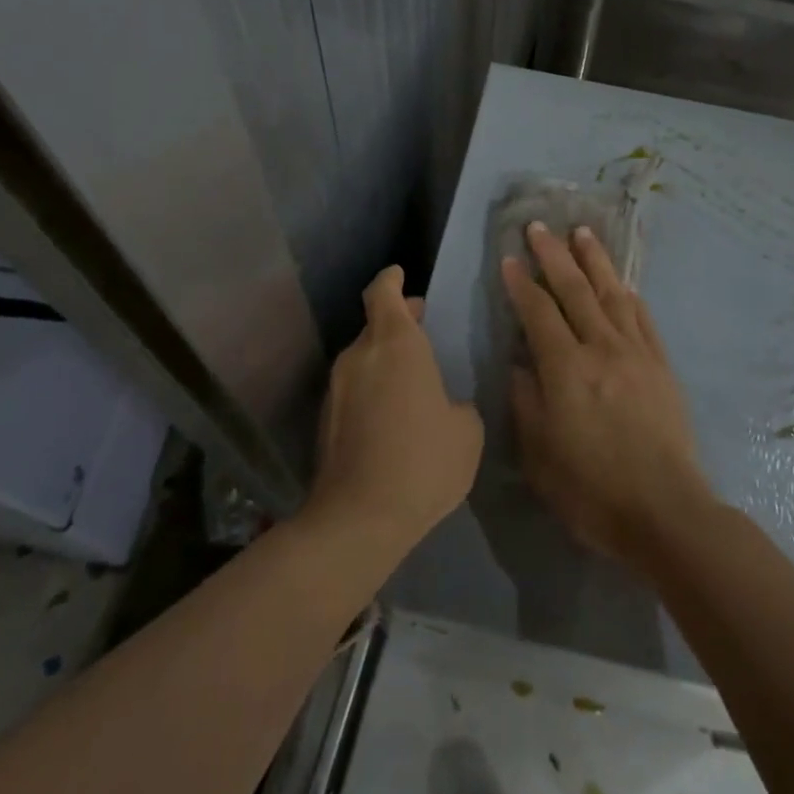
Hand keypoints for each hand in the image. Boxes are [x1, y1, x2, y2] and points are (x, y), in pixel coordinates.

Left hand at [308, 266, 482, 558]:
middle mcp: (360, 356)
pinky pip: (354, 387)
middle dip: (397, 323)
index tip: (400, 275)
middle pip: (375, 325)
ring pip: (363, 358)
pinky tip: (393, 415)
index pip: (383, 292)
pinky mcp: (326, 419)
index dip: (391, 280)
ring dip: (385, 359)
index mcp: (395, 344)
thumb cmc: (423, 461)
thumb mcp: (466, 430)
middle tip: (423, 332)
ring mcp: (337, 388)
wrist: (359, 518)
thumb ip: (458, 403)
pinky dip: (372, 388)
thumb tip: (446, 403)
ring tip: (413, 380)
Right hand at [500, 223, 714, 569]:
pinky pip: (643, 319)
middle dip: (554, 256)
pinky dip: (629, 296)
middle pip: (574, 291)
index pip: (538, 313)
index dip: (521, 284)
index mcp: (566, 370)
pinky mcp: (662, 366)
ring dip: (595, 261)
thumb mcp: (540, 454)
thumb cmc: (592, 490)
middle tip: (540, 227)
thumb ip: (527, 401)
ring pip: (612, 295)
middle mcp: (602, 349)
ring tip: (582, 233)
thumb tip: (521, 363)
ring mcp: (636, 354)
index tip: (508, 258)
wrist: (666, 512)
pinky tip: (622, 283)